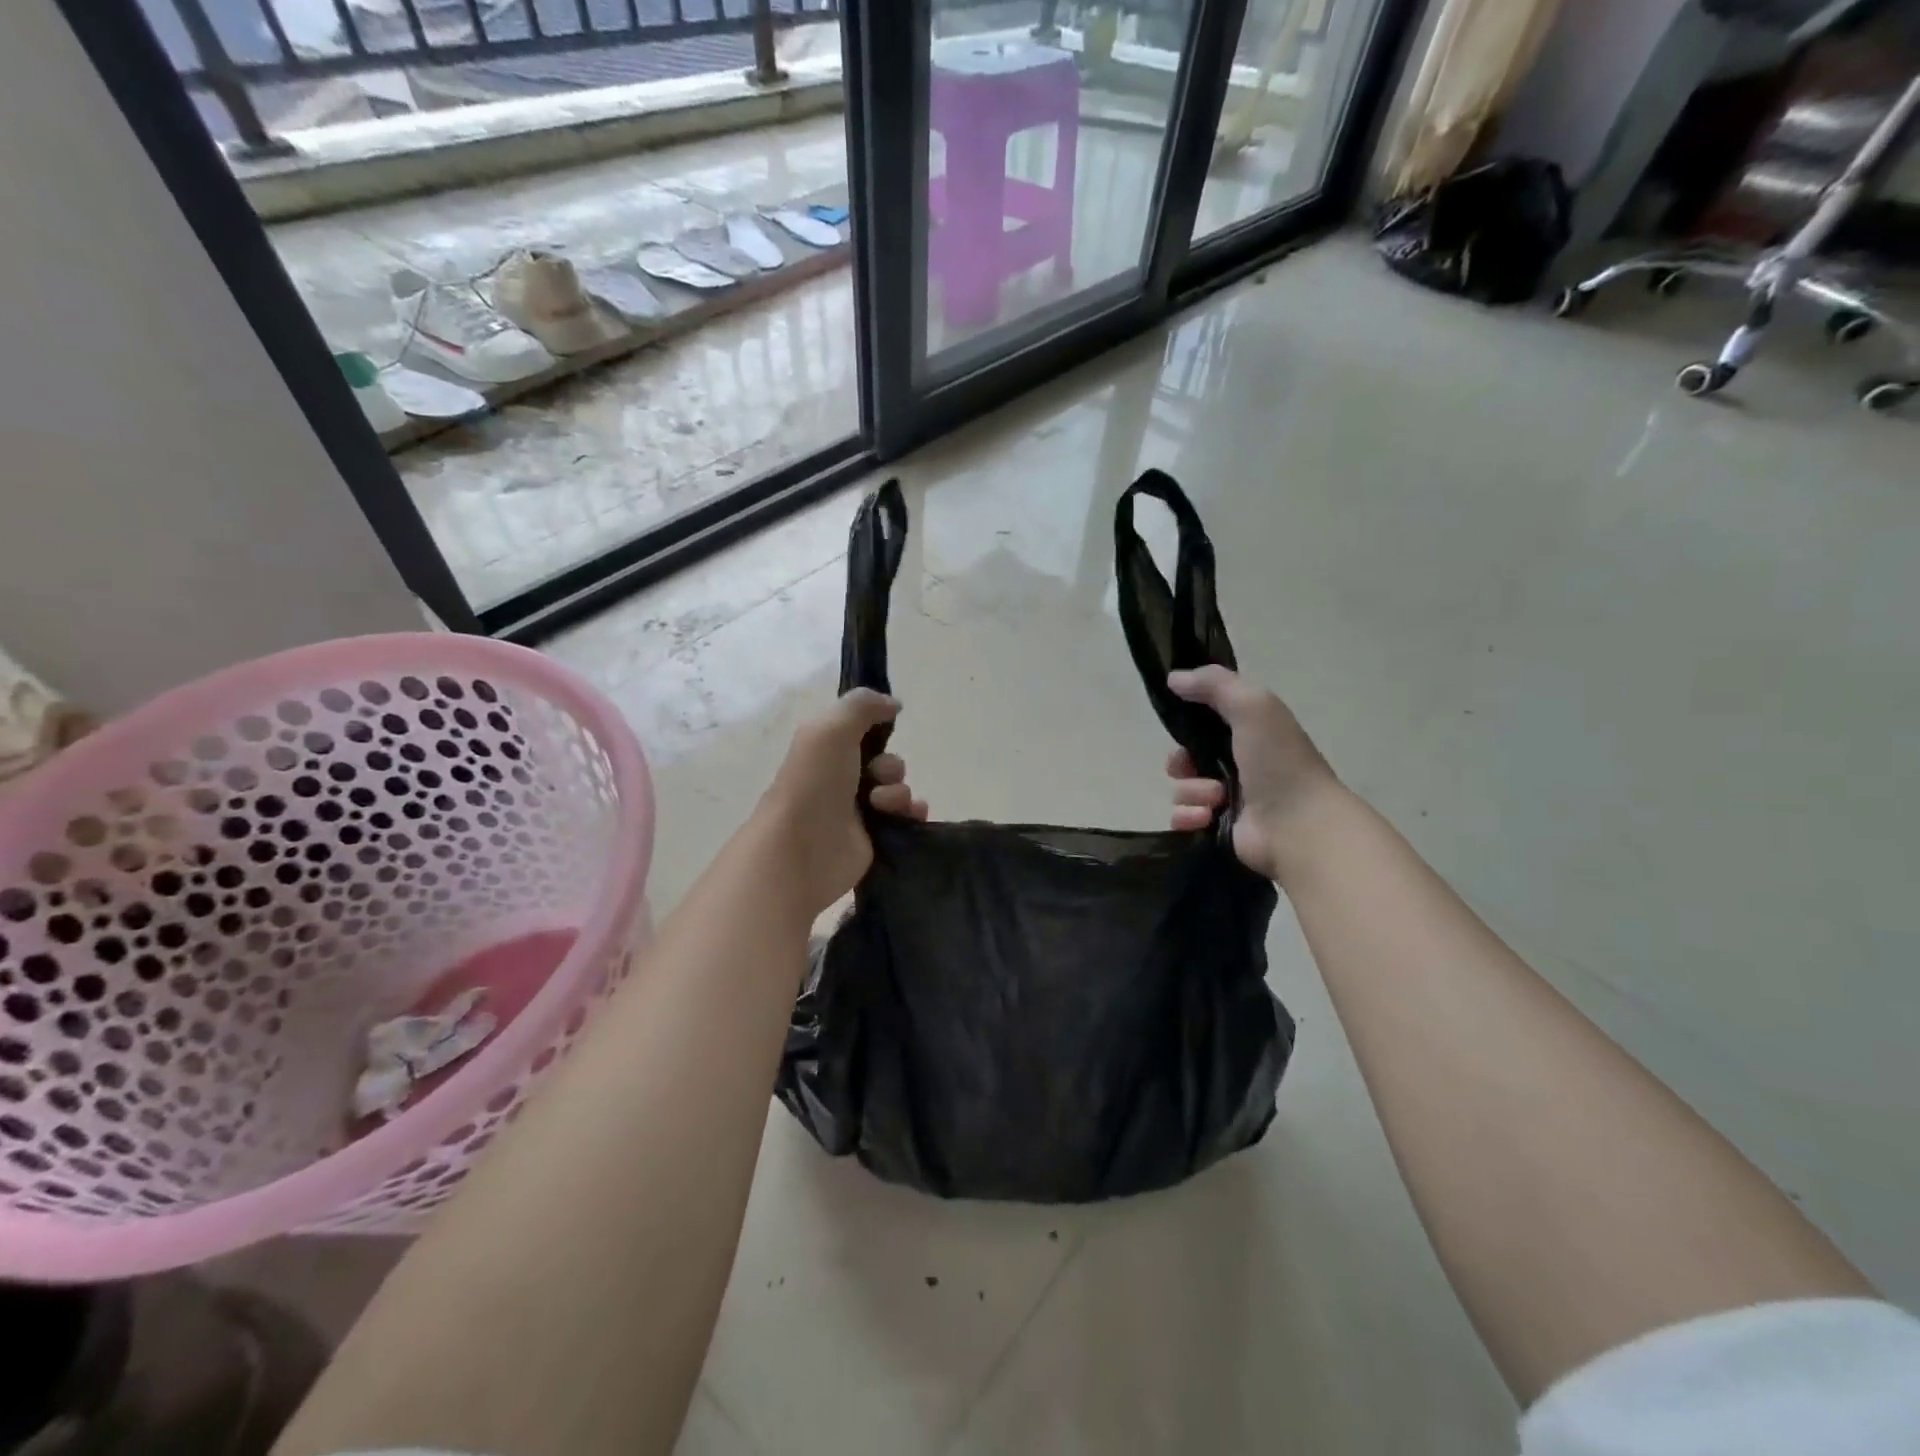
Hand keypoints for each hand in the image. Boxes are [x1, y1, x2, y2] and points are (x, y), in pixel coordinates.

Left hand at [759, 689, 927, 914]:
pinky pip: (906, 819)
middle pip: (886, 762)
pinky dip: (911, 814)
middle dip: (890, 766)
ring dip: (898, 793)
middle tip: (875, 778)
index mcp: (826, 751)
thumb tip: (894, 704)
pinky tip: (908, 816)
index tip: (886, 729)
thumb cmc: (813, 784)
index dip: (878, 729)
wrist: (802, 849)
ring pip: (898, 791)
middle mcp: (841, 779)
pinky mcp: (874, 840)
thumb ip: (862, 705)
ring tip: (881, 806)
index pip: (862, 732)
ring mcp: (858, 813)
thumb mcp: (830, 728)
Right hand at [1164, 666, 1342, 881]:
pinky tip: (1206, 818)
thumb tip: (1173, 679)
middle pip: (1185, 758)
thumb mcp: (1252, 705)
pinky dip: (1189, 817)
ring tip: (1216, 800)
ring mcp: (1227, 800)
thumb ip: (1214, 683)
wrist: (1300, 826)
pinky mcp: (1218, 828)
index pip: (1203, 723)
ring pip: (1182, 789)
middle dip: (1181, 763)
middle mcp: (1237, 764)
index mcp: (1248, 734)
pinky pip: (1183, 818)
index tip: (1179, 725)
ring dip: (1192, 792)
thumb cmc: (1279, 762)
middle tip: (1191, 768)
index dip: (1187, 723)